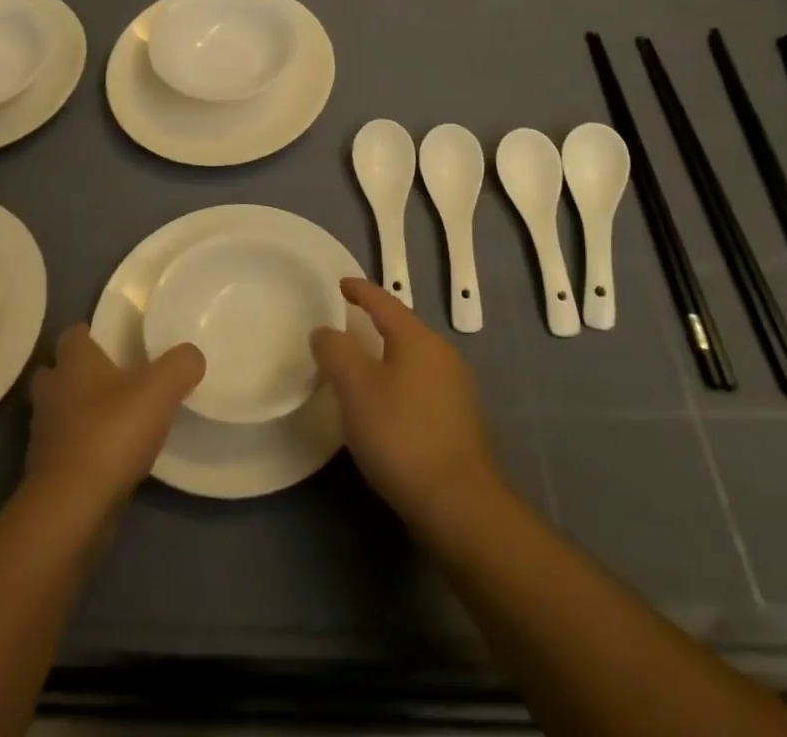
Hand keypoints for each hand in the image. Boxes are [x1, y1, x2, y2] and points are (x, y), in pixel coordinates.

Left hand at [26, 325, 203, 513]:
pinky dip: (80, 449)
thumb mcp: (161, 389)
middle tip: (110, 378)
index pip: (72, 334)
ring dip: (76, 413)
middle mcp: (52, 393)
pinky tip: (108, 457)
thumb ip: (181, 365)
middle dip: (75, 373)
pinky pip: (63, 450)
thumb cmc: (112, 433)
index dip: (89, 333)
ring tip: (113, 419)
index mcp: (74, 363)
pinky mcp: (46, 475)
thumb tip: (191, 356)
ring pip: (57, 412)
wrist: (72, 509)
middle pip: (55, 373)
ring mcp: (44, 436)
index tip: (113, 339)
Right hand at [311, 279, 503, 534]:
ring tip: (362, 365)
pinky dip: (400, 382)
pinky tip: (387, 405)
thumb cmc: (400, 434)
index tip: (341, 284)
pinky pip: (422, 385)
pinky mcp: (460, 421)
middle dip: (374, 323)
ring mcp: (457, 388)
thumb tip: (326, 331)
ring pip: (414, 358)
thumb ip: (335, 350)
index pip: (384, 301)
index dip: (360, 290)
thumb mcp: (355, 387)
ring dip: (387, 355)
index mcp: (417, 338)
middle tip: (346, 325)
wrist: (458, 503)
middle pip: (403, 327)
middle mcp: (442, 354)